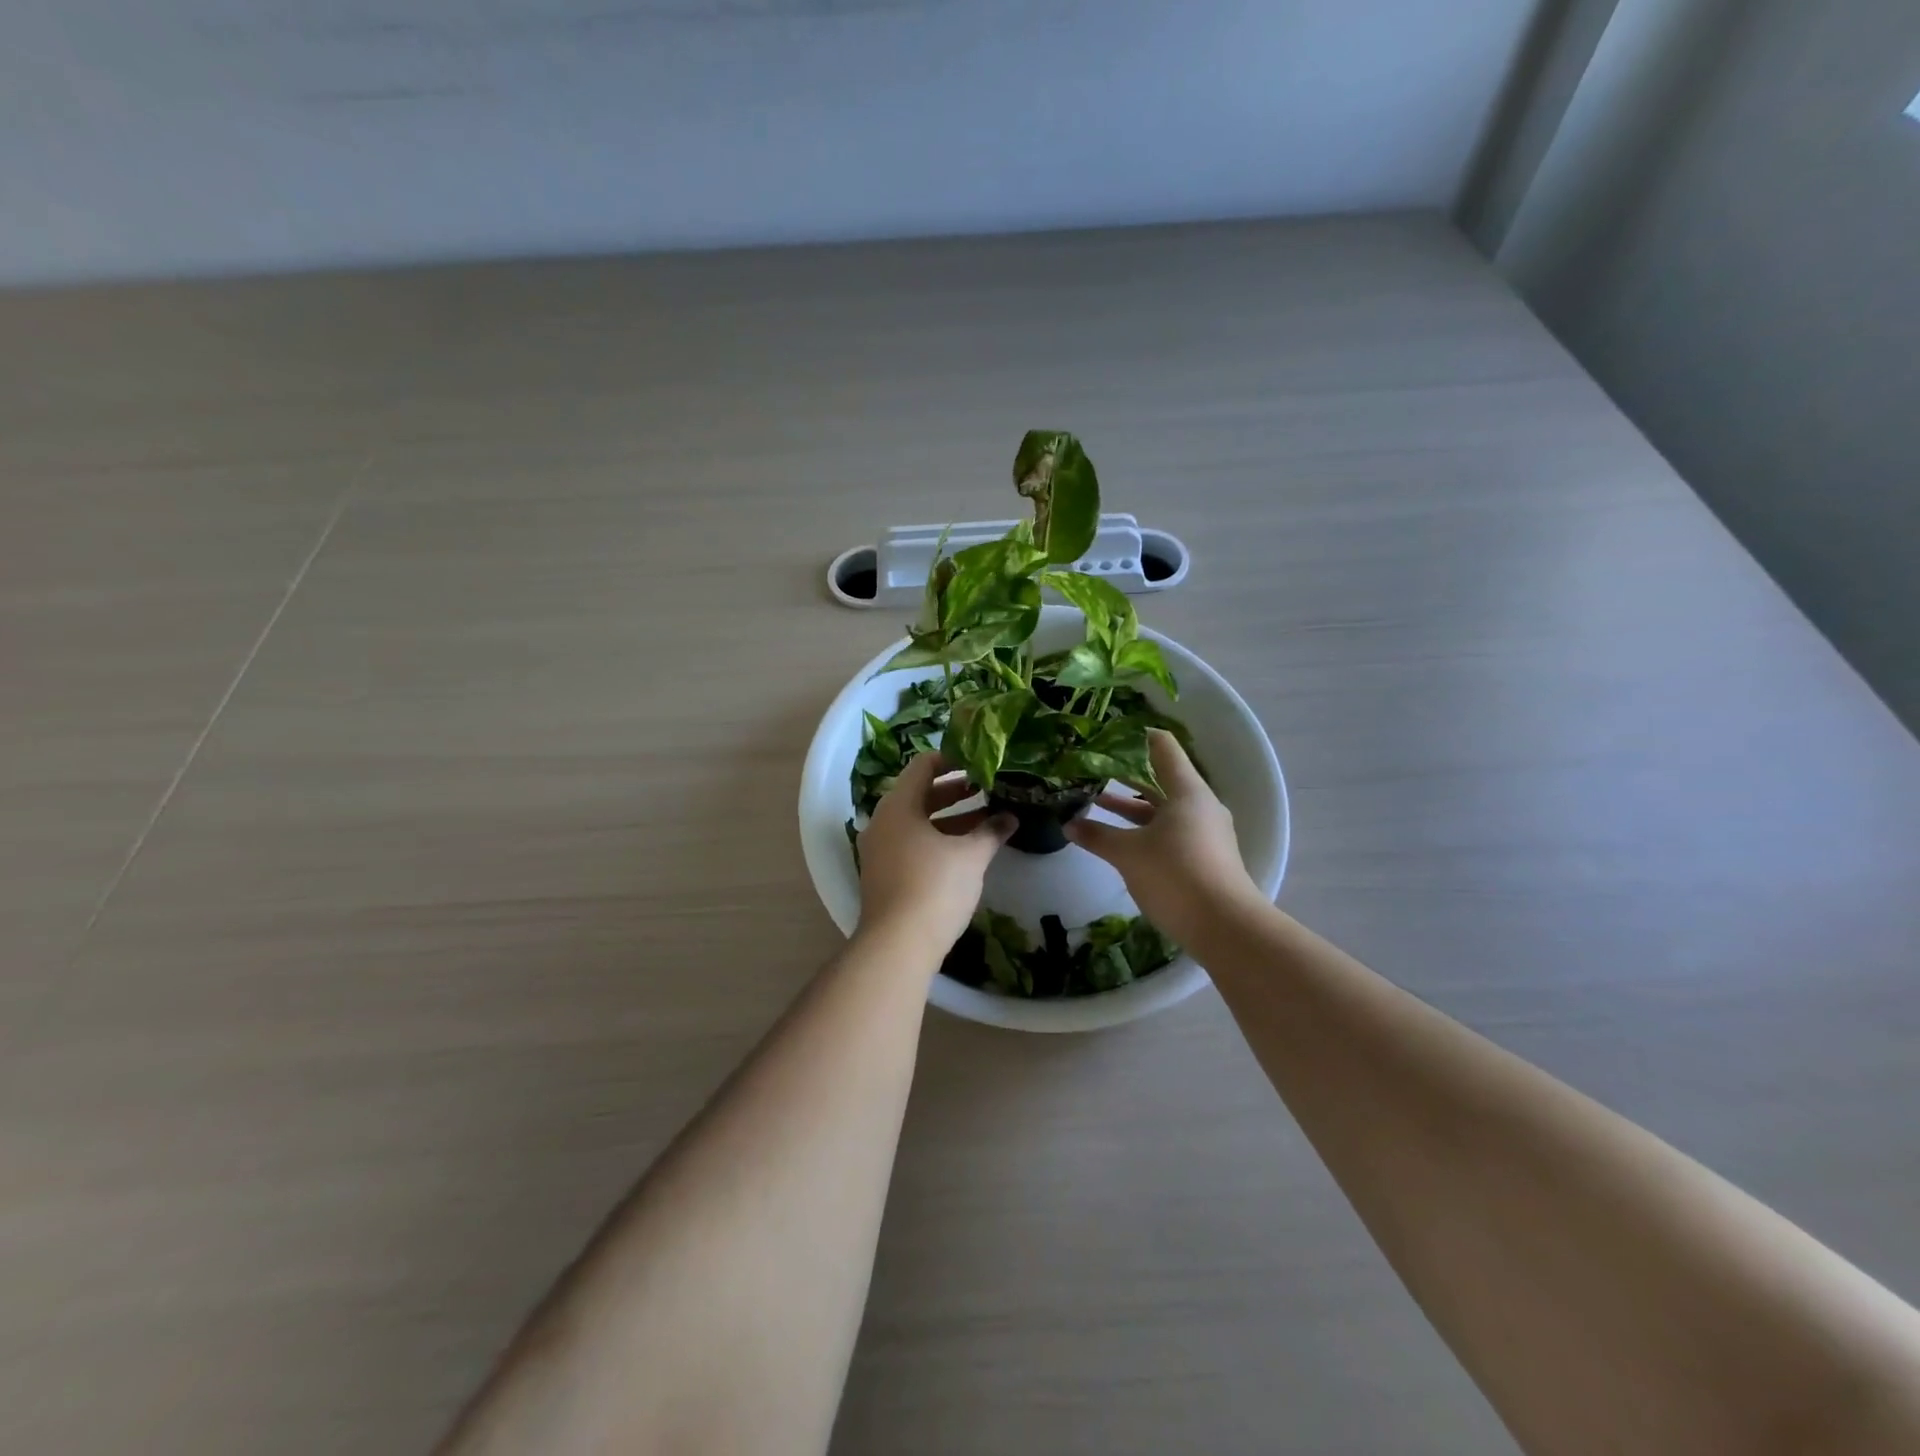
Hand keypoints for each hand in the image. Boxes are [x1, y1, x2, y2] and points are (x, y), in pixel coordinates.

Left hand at [857, 751, 1014, 948]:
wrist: (897, 945)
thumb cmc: (934, 887)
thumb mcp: (970, 856)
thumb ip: (991, 832)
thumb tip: (1011, 817)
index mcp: (898, 806)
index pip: (922, 765)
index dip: (951, 759)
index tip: (978, 761)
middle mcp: (882, 822)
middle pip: (919, 794)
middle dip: (954, 792)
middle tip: (986, 789)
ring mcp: (879, 850)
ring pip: (916, 822)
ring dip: (949, 819)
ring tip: (984, 820)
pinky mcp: (882, 875)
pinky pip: (910, 844)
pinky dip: (936, 840)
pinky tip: (964, 851)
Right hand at [1065, 730, 1262, 944]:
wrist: (1224, 927)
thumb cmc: (1175, 875)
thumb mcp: (1128, 854)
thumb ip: (1098, 836)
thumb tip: (1069, 825)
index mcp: (1187, 791)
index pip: (1162, 747)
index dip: (1135, 738)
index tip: (1106, 737)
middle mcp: (1199, 805)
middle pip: (1161, 778)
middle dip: (1125, 774)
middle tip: (1092, 769)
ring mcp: (1204, 832)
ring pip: (1163, 808)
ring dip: (1131, 806)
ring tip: (1096, 802)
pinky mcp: (1203, 857)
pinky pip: (1170, 831)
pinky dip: (1144, 828)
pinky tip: (1119, 838)